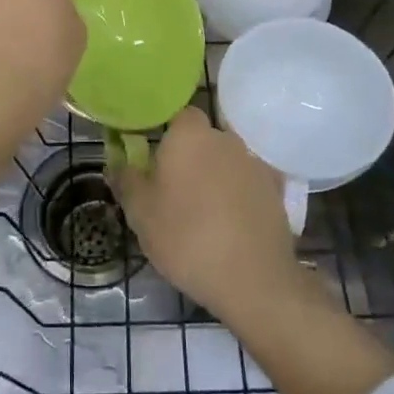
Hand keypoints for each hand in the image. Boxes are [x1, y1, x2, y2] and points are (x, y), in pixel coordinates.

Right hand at [107, 108, 304, 321]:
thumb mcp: (140, 214)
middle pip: (204, 139)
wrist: (252, 278)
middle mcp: (225, 138)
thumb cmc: (186, 238)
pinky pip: (250, 183)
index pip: (178, 115)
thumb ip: (126, 181)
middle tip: (175, 189)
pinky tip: (233, 222)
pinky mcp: (276, 189)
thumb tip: (117, 162)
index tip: (156, 157)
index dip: (167, 132)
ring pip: (227, 161)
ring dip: (216, 176)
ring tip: (205, 211)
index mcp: (189, 136)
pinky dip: (241, 195)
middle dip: (191, 157)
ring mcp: (254, 162)